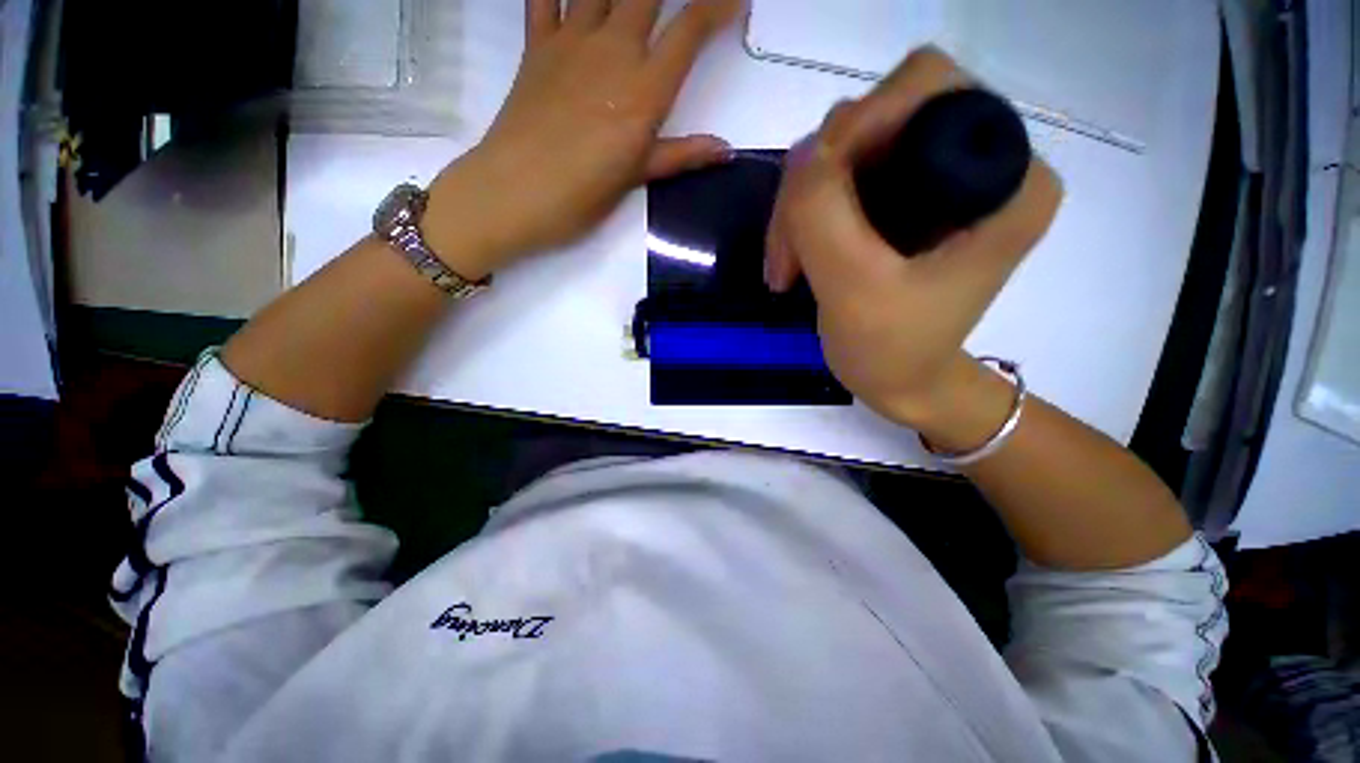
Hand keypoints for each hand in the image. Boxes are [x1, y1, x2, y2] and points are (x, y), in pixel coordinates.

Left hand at [425, 0, 739, 278]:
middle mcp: (612, 51)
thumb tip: (726, 149)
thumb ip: (681, 155)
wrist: (515, 192)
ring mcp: (570, 42)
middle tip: (676, 1)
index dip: (717, 6)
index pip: (689, 30)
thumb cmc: (582, 194)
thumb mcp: (637, 178)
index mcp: (643, 90)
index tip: (734, 2)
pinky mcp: (536, 45)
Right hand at [765, 48, 1062, 430]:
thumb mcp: (854, 288)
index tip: (811, 197)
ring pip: (847, 150)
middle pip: (878, 117)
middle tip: (787, 252)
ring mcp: (937, 178)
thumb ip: (823, 213)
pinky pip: (840, 180)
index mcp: (1009, 177)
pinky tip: (795, 258)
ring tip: (786, 266)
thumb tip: (800, 151)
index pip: (927, 89)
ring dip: (803, 205)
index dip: (859, 126)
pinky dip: (807, 215)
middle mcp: (981, 160)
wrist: (902, 383)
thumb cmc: (891, 350)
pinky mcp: (904, 199)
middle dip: (817, 180)